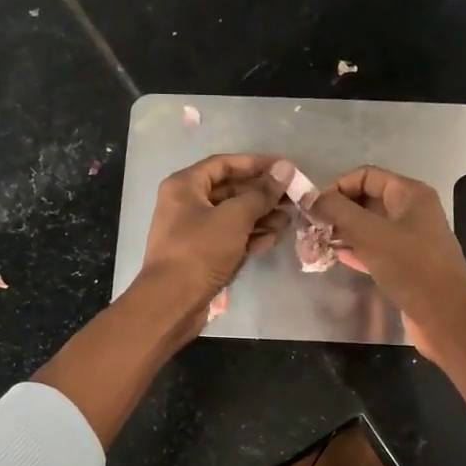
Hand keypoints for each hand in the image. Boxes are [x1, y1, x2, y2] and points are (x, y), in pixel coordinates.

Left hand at [135, 153, 291, 322]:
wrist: (172, 302)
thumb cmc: (200, 251)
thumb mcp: (234, 217)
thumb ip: (261, 193)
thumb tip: (285, 169)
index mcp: (185, 185)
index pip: (225, 164)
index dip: (256, 164)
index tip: (285, 169)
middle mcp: (186, 204)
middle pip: (230, 191)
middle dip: (262, 194)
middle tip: (293, 198)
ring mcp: (193, 231)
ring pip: (232, 216)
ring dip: (261, 216)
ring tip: (288, 220)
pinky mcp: (201, 255)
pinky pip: (229, 238)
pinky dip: (250, 236)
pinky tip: (273, 239)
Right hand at [306, 166, 465, 357]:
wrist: (445, 316)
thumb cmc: (411, 268)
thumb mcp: (371, 234)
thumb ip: (338, 212)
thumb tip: (310, 196)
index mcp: (410, 194)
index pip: (366, 176)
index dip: (338, 187)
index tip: (314, 207)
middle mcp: (412, 212)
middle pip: (367, 200)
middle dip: (339, 211)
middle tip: (311, 227)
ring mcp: (411, 239)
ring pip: (370, 227)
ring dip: (344, 232)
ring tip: (318, 242)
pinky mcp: (407, 265)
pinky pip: (376, 250)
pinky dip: (357, 250)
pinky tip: (337, 257)